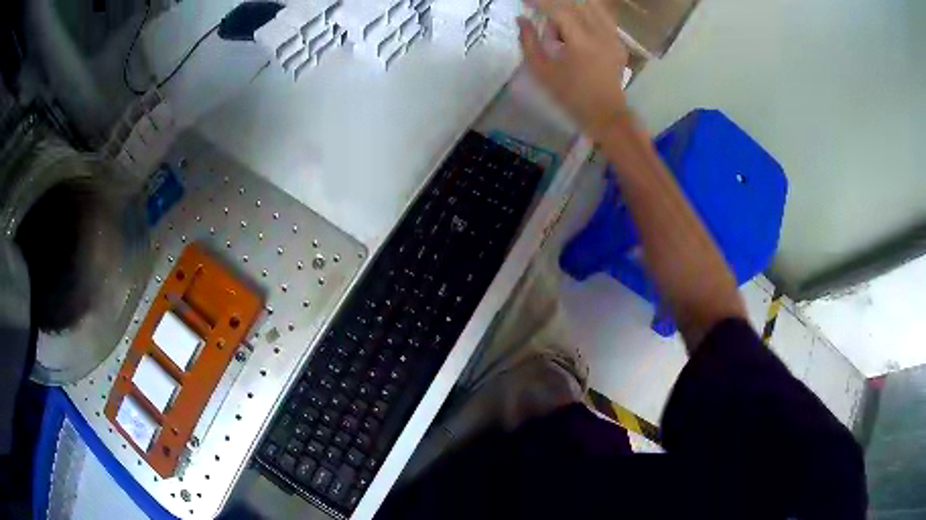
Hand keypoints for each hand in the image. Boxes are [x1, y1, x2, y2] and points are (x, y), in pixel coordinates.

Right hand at [518, 0, 630, 140]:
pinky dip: (586, 13)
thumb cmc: (570, 95)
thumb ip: (529, 41)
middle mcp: (601, 34)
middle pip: (576, 3)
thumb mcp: (542, 71)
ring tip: (560, 24)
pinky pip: (603, 15)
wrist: (605, 113)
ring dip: (572, 7)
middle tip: (540, 13)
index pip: (558, 8)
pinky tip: (576, 26)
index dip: (539, 1)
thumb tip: (521, 19)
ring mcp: (613, 36)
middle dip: (554, 5)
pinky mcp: (618, 40)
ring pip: (592, 5)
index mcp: (582, 42)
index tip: (524, 1)